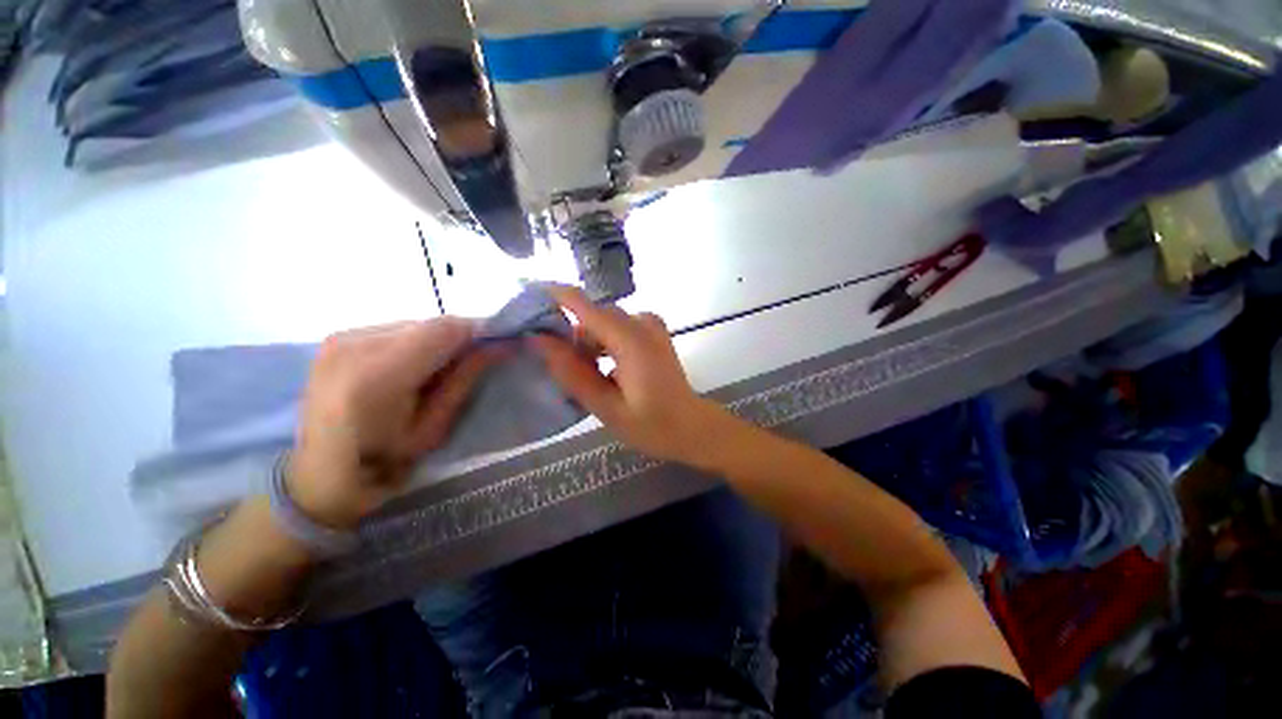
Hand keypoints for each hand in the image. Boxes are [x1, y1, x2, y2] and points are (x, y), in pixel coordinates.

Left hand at [287, 318, 500, 528]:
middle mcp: (354, 345)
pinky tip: (411, 368)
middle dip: (459, 339)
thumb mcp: (434, 428)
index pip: (445, 329)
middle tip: (470, 365)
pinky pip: (396, 329)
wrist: (318, 474)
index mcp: (378, 376)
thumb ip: (464, 380)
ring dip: (437, 341)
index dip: (479, 332)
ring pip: (415, 323)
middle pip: (431, 323)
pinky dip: (415, 342)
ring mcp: (341, 338)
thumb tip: (500, 346)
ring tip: (436, 371)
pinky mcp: (337, 337)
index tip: (499, 346)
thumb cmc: (382, 463)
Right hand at [529, 285, 744, 468]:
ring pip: (605, 322)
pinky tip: (608, 370)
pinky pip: (619, 327)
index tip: (526, 299)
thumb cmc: (652, 425)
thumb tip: (538, 340)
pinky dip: (605, 343)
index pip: (584, 305)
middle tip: (568, 372)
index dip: (553, 296)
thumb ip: (571, 372)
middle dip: (575, 338)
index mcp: (631, 340)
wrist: (692, 426)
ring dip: (591, 344)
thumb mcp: (606, 407)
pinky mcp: (654, 332)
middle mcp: (642, 323)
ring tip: (592, 377)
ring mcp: (651, 325)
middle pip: (593, 316)